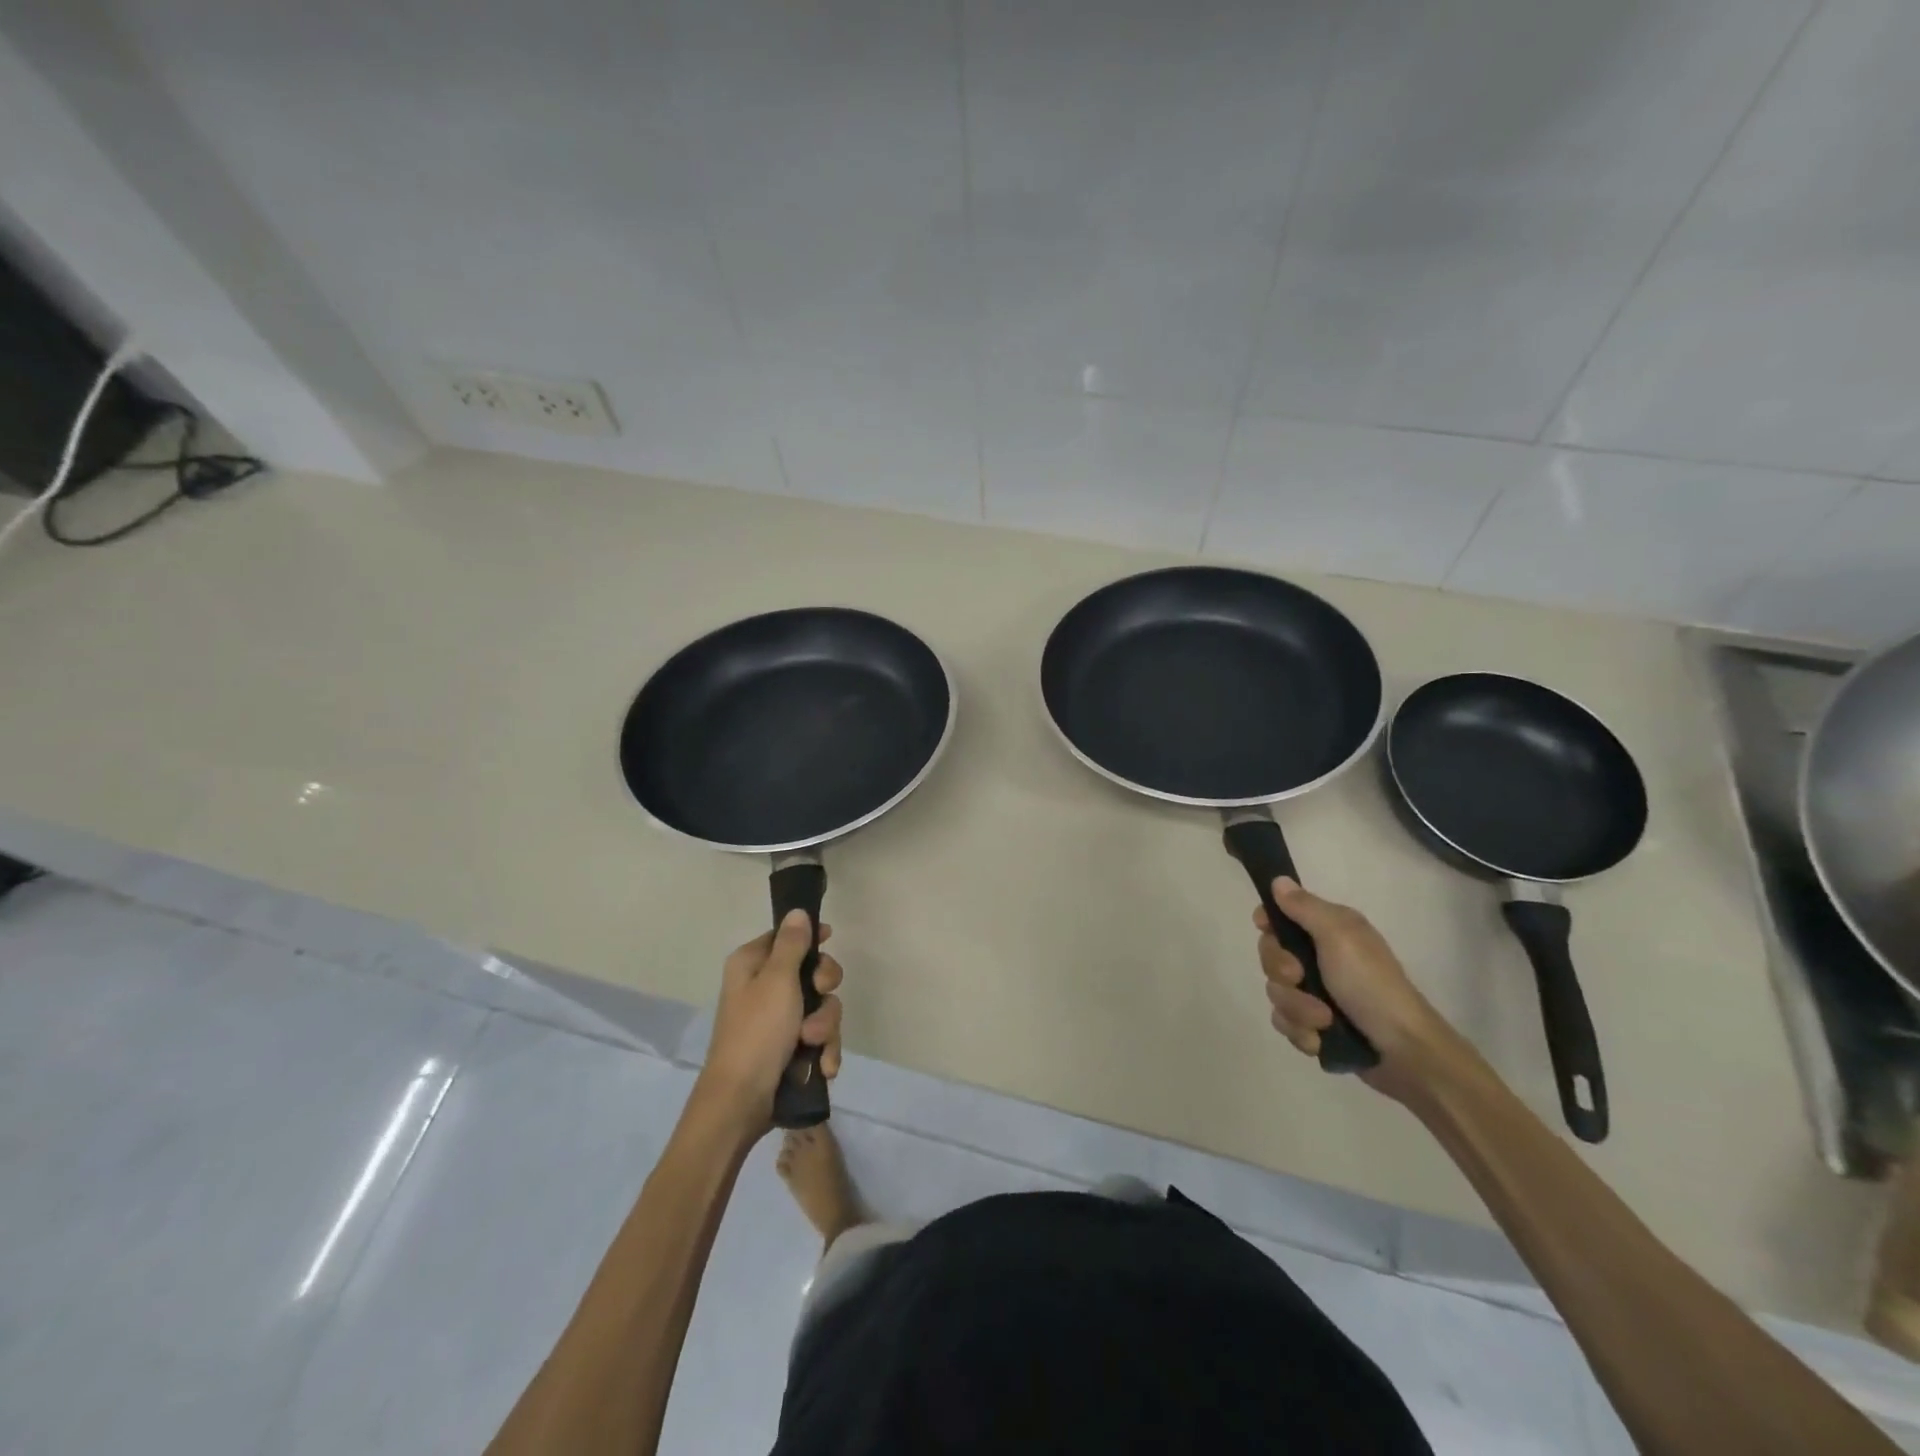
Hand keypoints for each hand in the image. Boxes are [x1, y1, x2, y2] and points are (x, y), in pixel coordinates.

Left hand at [695, 910, 844, 1137]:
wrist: (741, 1102)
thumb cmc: (757, 1032)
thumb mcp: (777, 980)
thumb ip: (792, 944)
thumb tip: (797, 911)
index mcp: (752, 965)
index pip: (786, 937)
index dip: (810, 938)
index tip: (830, 940)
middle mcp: (763, 988)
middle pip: (811, 972)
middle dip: (823, 992)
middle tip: (818, 998)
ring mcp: (777, 1021)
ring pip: (821, 1008)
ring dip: (824, 1026)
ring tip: (813, 1045)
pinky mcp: (789, 1049)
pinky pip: (819, 1038)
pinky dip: (824, 1050)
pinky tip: (822, 1066)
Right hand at [1257, 877, 1452, 1096]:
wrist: (1405, 1052)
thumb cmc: (1372, 986)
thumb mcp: (1340, 937)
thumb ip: (1305, 908)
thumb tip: (1278, 880)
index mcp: (1329, 930)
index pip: (1280, 917)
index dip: (1268, 924)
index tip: (1267, 930)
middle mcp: (1320, 958)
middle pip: (1271, 956)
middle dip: (1282, 973)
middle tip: (1301, 979)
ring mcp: (1316, 994)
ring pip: (1276, 993)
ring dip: (1296, 1008)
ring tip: (1324, 1021)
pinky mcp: (1316, 1026)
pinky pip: (1286, 1023)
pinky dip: (1301, 1032)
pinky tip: (1320, 1039)